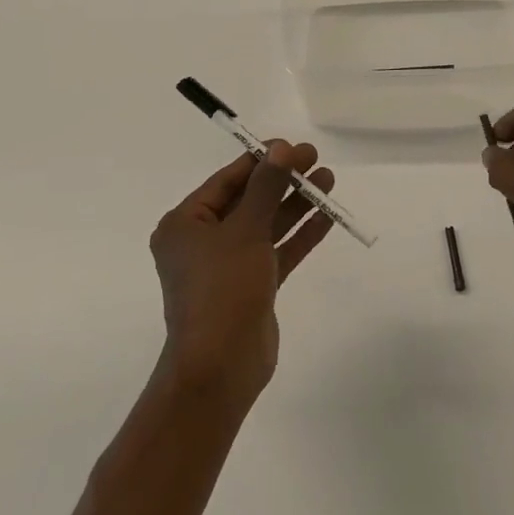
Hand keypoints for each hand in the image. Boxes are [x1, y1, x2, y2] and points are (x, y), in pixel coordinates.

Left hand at [149, 141, 335, 406]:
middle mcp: (203, 242)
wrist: (221, 368)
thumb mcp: (245, 230)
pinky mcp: (252, 287)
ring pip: (266, 225)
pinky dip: (299, 234)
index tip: (293, 147)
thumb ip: (266, 188)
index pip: (227, 181)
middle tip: (316, 159)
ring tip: (328, 180)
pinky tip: (328, 215)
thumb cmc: (222, 289)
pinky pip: (277, 252)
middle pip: (249, 200)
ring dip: (296, 204)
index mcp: (185, 224)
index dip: (261, 161)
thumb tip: (281, 148)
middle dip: (283, 181)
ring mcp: (228, 266)